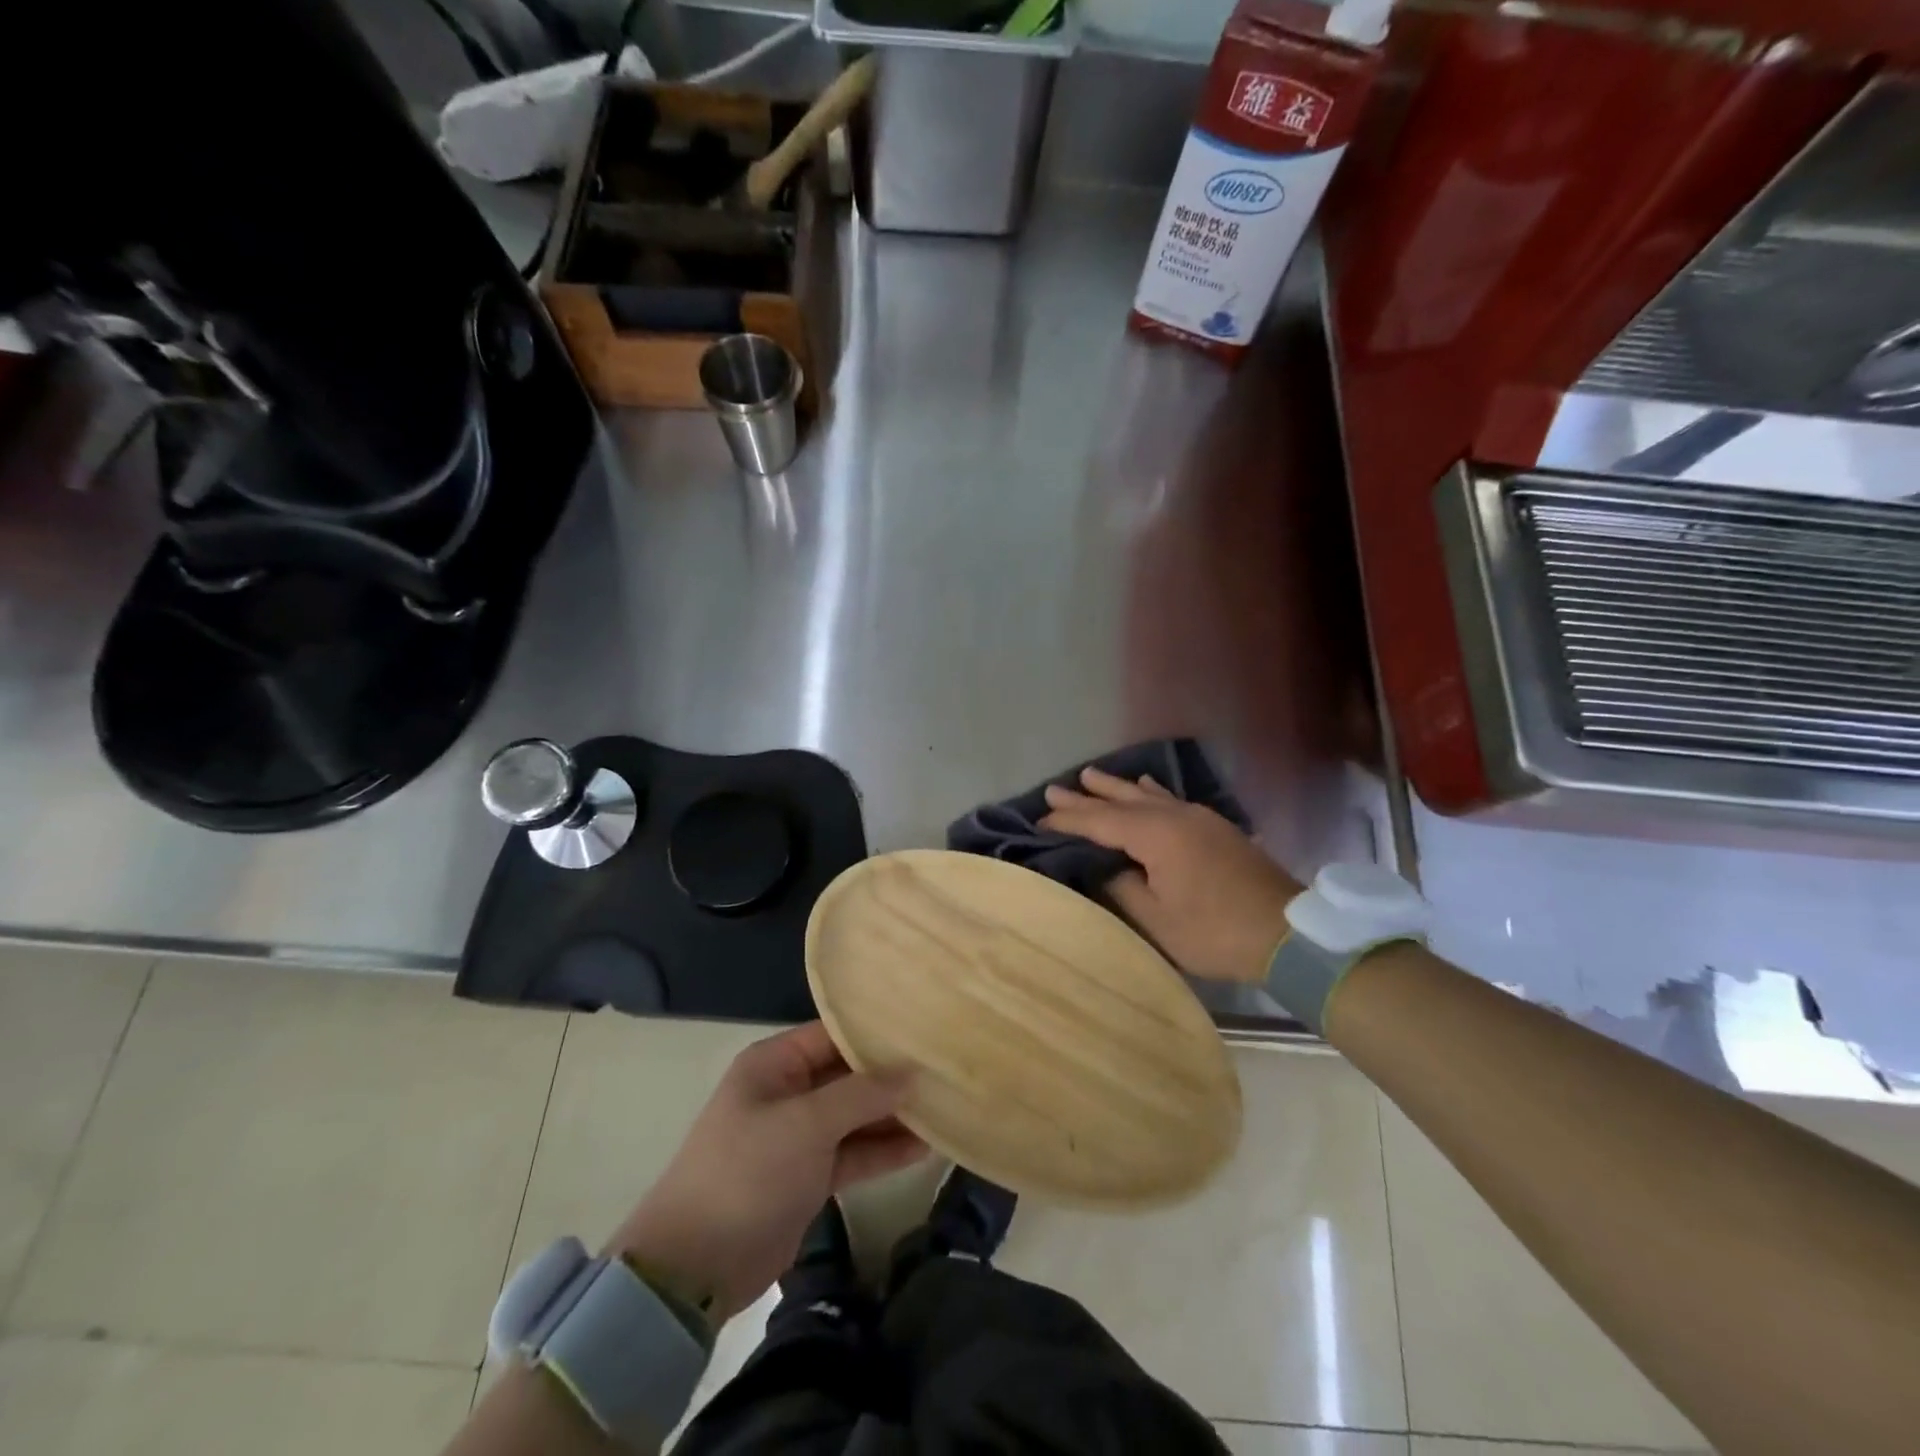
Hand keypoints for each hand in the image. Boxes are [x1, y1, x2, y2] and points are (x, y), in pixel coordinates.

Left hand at [606, 1022, 926, 1323]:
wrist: (695, 1267)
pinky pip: (854, 1153)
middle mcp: (790, 1091)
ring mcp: (801, 1136)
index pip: (835, 1034)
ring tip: (947, 1104)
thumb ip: (861, 1094)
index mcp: (775, 1064)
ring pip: (857, 1115)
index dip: (878, 1032)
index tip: (926, 1029)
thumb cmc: (746, 1173)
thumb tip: (911, 1071)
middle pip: (850, 1074)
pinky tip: (927, 1146)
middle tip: (947, 1068)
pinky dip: (884, 1151)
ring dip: (895, 1115)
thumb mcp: (805, 1124)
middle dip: (893, 1075)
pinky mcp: (810, 1176)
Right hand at [1040, 766, 1301, 983]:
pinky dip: (1150, 792)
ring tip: (1090, 775)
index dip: (1068, 822)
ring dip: (1116, 787)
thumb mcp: (1157, 921)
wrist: (1287, 934)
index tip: (1039, 821)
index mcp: (1155, 836)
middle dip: (1085, 797)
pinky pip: (1171, 799)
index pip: (1100, 822)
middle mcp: (1174, 816)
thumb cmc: (1214, 931)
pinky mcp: (1215, 828)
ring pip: (1147, 795)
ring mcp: (1198, 818)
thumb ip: (1122, 889)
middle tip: (1053, 789)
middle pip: (1120, 801)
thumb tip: (1104, 870)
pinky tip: (1147, 785)